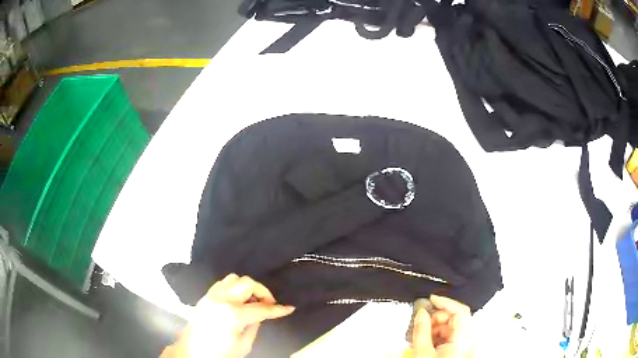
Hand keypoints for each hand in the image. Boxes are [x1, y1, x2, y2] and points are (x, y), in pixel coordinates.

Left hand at [161, 274, 294, 357]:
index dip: (278, 309)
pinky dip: (234, 287)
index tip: (289, 308)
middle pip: (247, 283)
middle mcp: (221, 300)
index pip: (261, 308)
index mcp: (232, 315)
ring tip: (252, 301)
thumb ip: (254, 326)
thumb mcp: (244, 344)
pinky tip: (238, 300)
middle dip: (263, 292)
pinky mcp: (205, 296)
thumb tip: (260, 315)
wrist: (192, 353)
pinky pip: (222, 283)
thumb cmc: (219, 353)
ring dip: (247, 287)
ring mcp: (211, 296)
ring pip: (233, 278)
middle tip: (268, 304)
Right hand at [412, 295, 473, 357]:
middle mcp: (469, 342)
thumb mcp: (422, 352)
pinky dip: (438, 338)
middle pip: (454, 319)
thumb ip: (421, 331)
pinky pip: (451, 338)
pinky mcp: (461, 352)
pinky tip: (426, 345)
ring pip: (451, 328)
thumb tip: (420, 314)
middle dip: (435, 319)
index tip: (431, 299)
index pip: (460, 310)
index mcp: (464, 339)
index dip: (444, 301)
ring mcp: (466, 347)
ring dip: (435, 329)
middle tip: (420, 324)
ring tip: (420, 338)